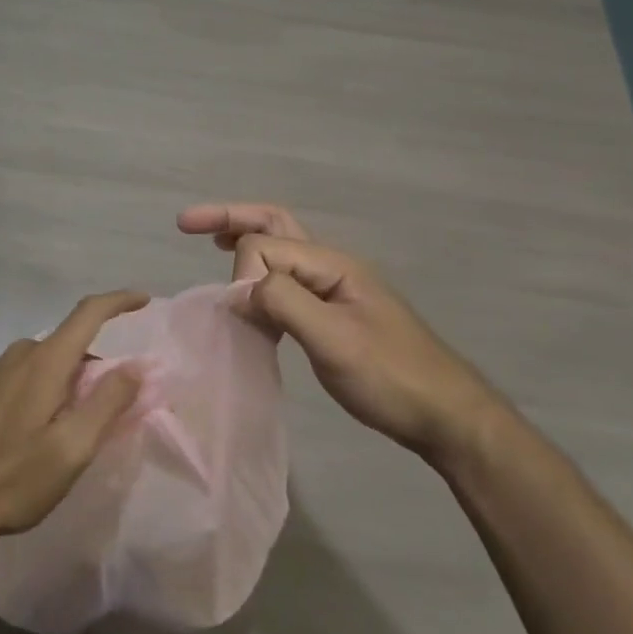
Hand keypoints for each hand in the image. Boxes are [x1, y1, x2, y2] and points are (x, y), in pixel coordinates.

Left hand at [0, 290, 148, 544]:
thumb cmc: (12, 478)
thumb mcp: (72, 447)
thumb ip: (108, 402)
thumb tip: (137, 365)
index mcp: (44, 361)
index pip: (88, 313)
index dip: (118, 301)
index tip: (143, 300)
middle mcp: (19, 356)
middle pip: (70, 342)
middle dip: (98, 365)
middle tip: (113, 407)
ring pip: (48, 361)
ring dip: (71, 379)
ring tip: (77, 426)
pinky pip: (26, 375)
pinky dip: (47, 388)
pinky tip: (42, 430)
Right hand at [178, 203, 506, 461]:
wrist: (445, 415)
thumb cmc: (392, 378)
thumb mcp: (336, 341)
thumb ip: (286, 303)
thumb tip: (240, 287)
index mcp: (332, 264)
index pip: (267, 245)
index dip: (242, 273)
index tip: (239, 315)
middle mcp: (332, 266)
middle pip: (275, 225)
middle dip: (231, 218)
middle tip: (186, 223)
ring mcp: (335, 290)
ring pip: (282, 251)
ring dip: (245, 242)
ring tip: (211, 243)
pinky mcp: (334, 314)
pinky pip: (288, 282)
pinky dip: (260, 278)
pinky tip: (249, 297)